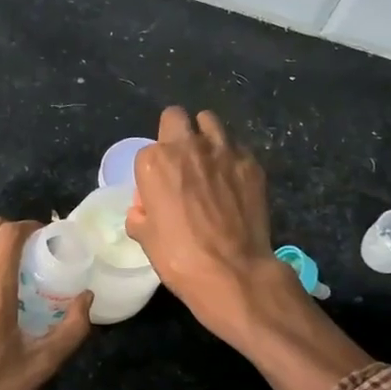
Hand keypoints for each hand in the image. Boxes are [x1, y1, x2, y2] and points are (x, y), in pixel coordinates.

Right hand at [127, 106, 290, 344]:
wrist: (232, 271)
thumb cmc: (178, 257)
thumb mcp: (144, 238)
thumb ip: (140, 214)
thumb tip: (144, 209)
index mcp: (154, 162)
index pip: (147, 151)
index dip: (152, 170)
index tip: (159, 189)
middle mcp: (187, 147)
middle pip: (176, 117)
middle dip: (175, 132)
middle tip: (181, 160)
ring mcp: (223, 151)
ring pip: (209, 121)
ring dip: (205, 136)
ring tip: (208, 161)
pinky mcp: (250, 163)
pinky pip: (236, 147)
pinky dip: (231, 158)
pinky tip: (232, 181)